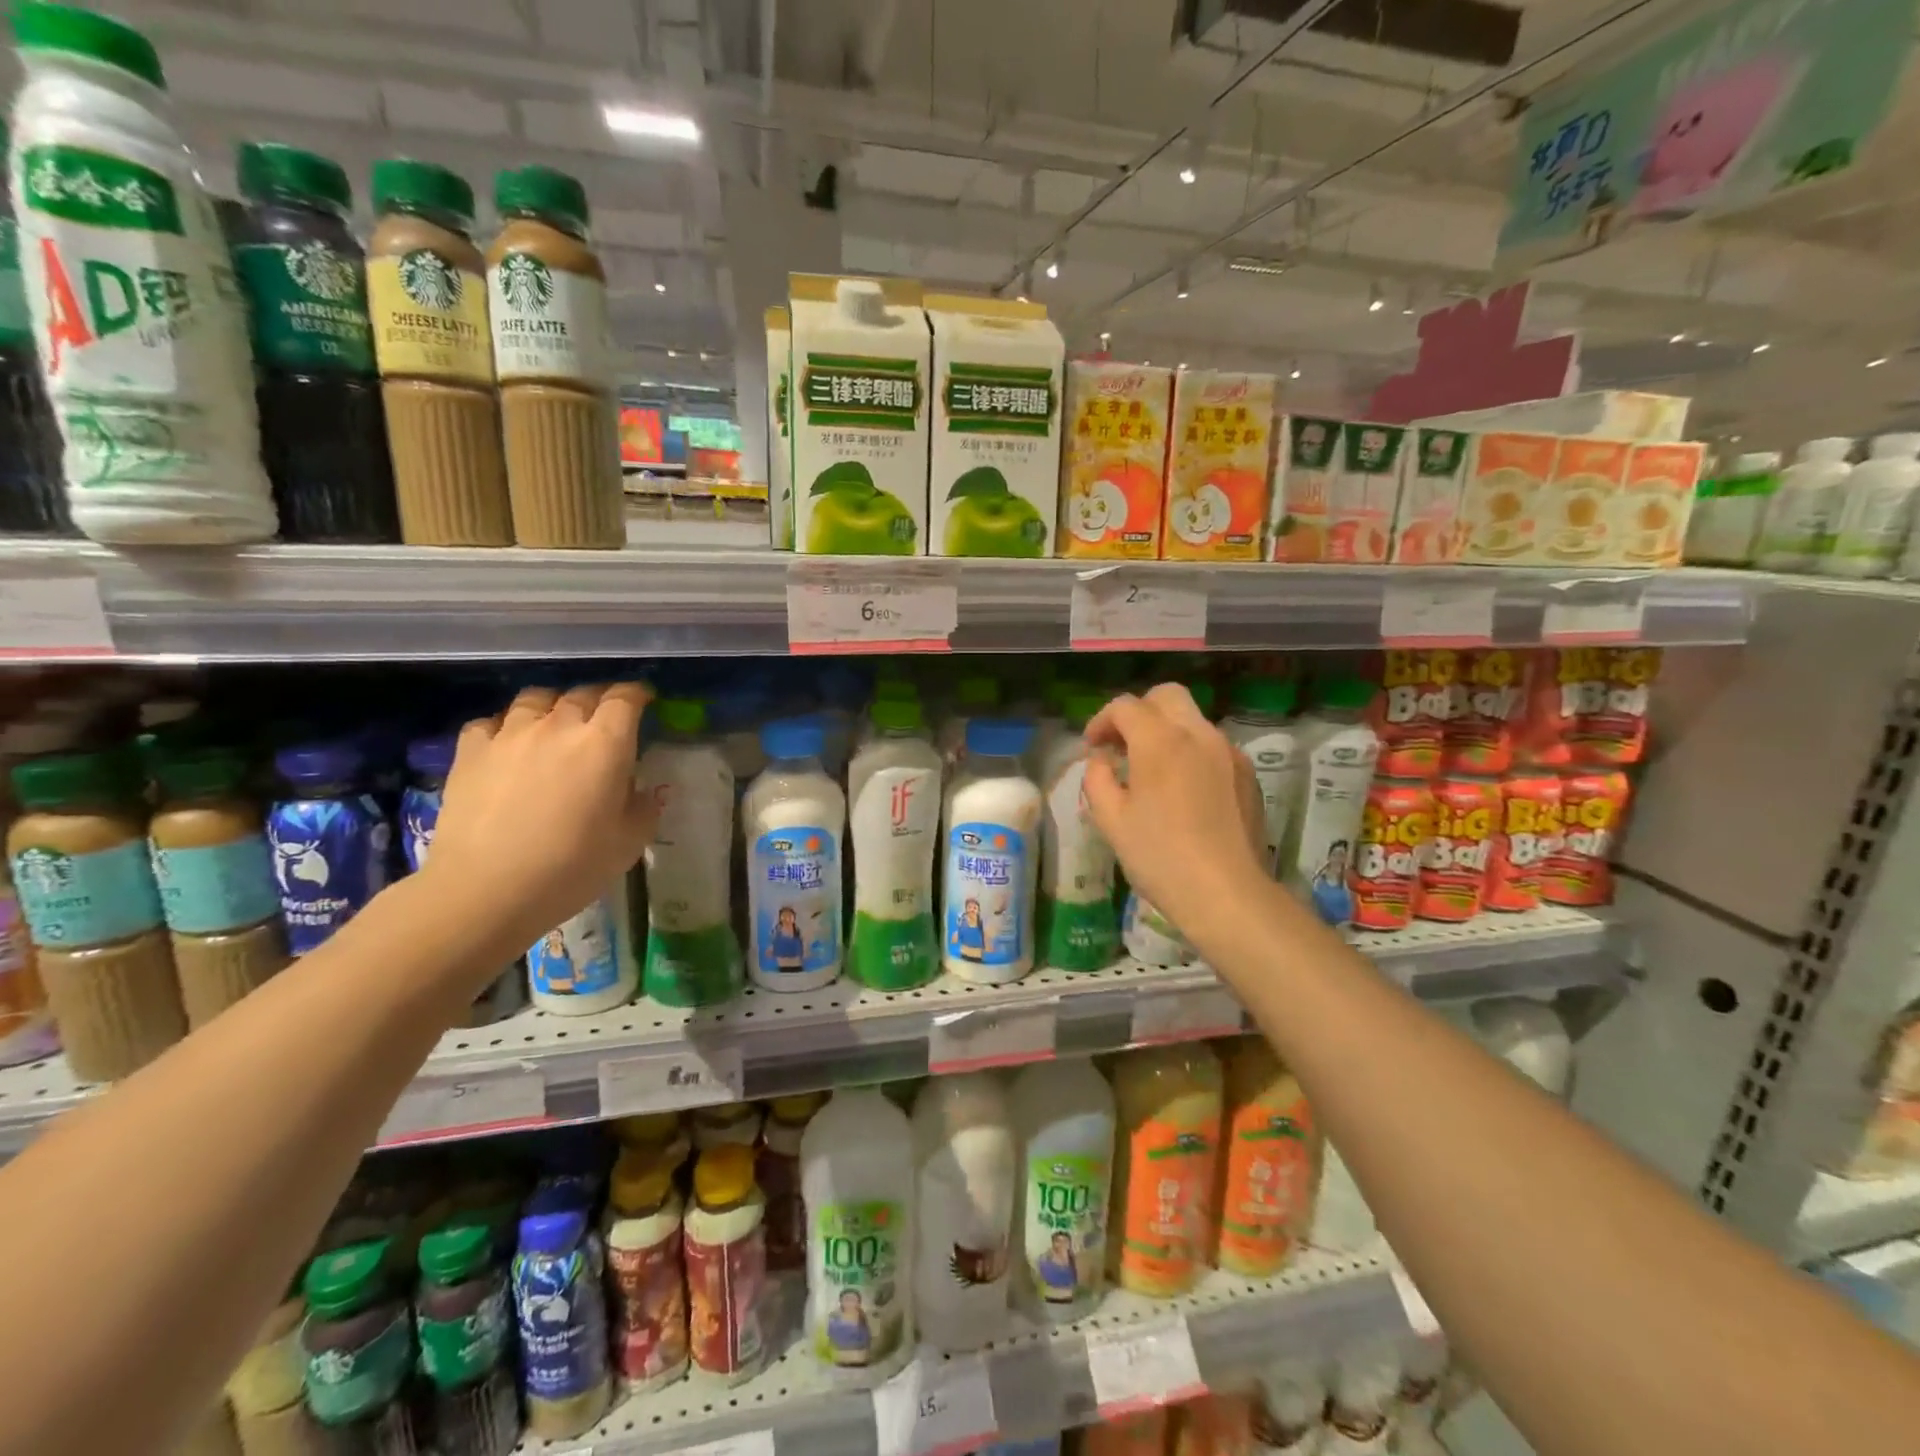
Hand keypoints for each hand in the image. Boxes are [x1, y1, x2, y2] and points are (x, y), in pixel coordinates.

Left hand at [423, 683, 656, 960]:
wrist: (486, 891)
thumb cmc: (571, 867)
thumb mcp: (629, 842)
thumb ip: (644, 807)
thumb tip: (646, 789)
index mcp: (605, 744)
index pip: (625, 699)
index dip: (637, 694)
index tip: (644, 700)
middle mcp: (558, 726)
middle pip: (582, 694)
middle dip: (599, 700)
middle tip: (605, 718)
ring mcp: (509, 735)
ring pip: (536, 699)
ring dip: (553, 706)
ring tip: (556, 724)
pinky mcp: (470, 752)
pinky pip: (490, 722)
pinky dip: (505, 726)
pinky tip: (508, 744)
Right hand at [1082, 684, 1268, 935]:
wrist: (1227, 894)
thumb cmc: (1159, 856)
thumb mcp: (1110, 820)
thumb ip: (1098, 778)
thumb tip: (1103, 761)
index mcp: (1161, 741)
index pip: (1126, 706)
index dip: (1102, 721)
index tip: (1092, 748)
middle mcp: (1199, 734)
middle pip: (1166, 696)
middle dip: (1138, 712)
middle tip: (1122, 745)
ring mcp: (1228, 752)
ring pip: (1192, 720)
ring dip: (1166, 731)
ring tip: (1150, 770)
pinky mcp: (1247, 774)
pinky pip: (1212, 746)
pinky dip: (1190, 752)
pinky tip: (1182, 790)